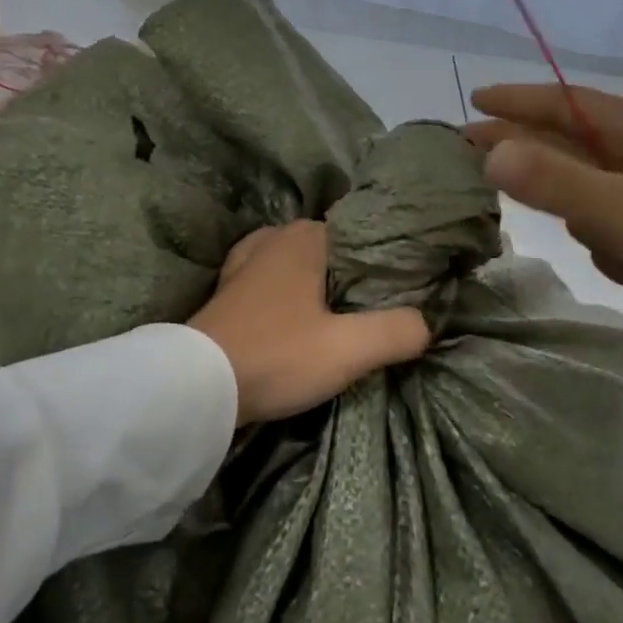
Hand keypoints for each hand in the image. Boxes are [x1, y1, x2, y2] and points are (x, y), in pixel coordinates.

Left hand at [188, 221, 431, 425]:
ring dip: (321, 288)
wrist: (197, 387)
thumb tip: (425, 323)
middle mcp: (274, 238)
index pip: (362, 235)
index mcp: (305, 237)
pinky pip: (274, 283)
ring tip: (346, 318)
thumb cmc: (276, 355)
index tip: (407, 291)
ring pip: (301, 267)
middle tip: (382, 310)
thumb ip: (396, 331)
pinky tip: (302, 319)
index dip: (387, 262)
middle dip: (355, 276)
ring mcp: (245, 261)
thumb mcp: (348, 349)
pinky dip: (291, 296)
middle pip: (332, 251)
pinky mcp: (228, 289)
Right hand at [464, 84, 622, 301]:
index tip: (475, 101)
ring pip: (590, 184)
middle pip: (572, 139)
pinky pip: (612, 218)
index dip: (519, 100)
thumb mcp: (613, 208)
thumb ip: (549, 179)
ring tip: (591, 238)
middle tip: (472, 150)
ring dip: (580, 211)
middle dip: (527, 149)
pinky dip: (607, 237)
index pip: (567, 102)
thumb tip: (489, 152)